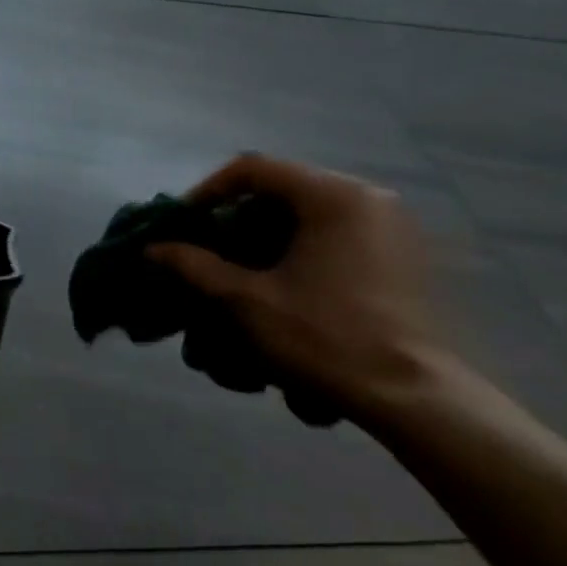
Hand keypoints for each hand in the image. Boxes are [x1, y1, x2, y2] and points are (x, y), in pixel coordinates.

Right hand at [146, 153, 446, 428]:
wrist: (414, 397)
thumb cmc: (325, 337)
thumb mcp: (246, 301)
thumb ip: (195, 266)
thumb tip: (152, 248)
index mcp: (332, 196)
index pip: (254, 168)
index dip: (210, 190)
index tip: (186, 223)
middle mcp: (368, 197)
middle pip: (285, 188)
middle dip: (240, 215)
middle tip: (210, 247)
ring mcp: (394, 226)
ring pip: (312, 211)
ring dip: (271, 233)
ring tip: (243, 268)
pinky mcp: (405, 256)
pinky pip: (340, 232)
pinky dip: (304, 247)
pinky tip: (287, 284)